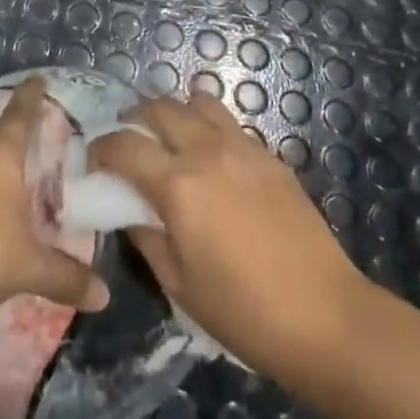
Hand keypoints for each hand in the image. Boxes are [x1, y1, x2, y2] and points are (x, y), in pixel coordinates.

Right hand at [89, 92, 364, 375]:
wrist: (325, 316)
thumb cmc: (243, 312)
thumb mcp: (178, 284)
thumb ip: (147, 237)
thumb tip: (131, 211)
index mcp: (178, 185)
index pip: (124, 145)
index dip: (101, 148)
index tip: (94, 161)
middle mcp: (207, 151)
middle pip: (160, 107)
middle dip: (134, 118)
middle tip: (128, 141)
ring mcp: (243, 148)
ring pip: (199, 102)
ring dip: (176, 113)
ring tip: (170, 139)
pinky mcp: (270, 156)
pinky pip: (230, 124)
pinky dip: (209, 128)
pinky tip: (211, 160)